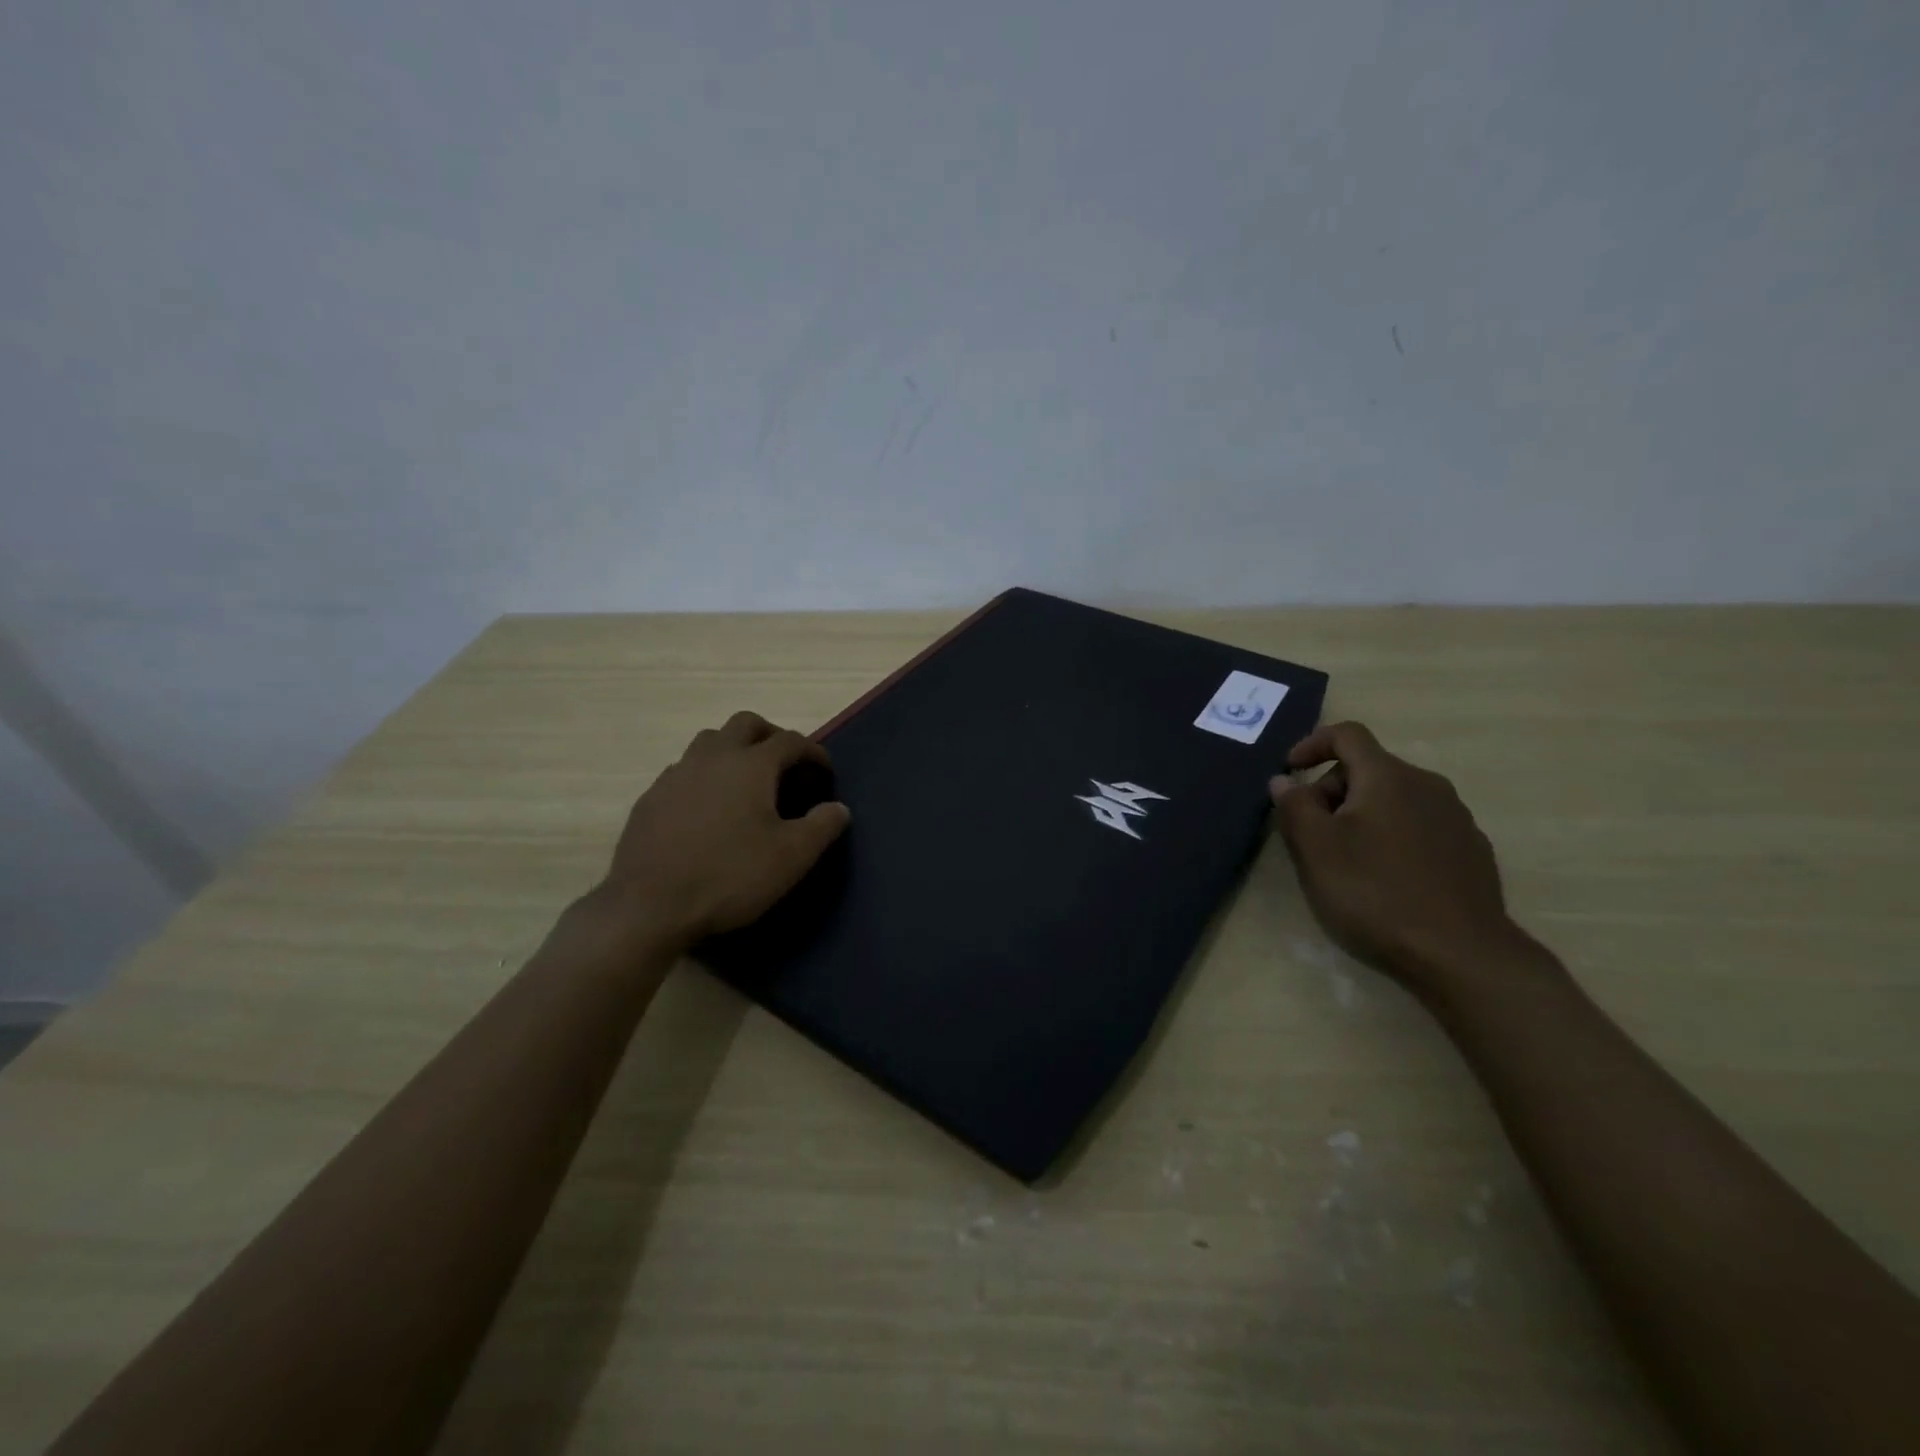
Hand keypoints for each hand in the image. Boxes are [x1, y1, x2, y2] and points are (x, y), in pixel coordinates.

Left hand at [596, 711, 850, 950]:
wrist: (648, 906)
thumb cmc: (729, 876)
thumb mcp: (791, 857)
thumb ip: (822, 826)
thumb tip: (838, 808)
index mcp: (751, 764)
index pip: (791, 740)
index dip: (814, 753)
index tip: (825, 775)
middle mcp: (713, 757)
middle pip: (746, 724)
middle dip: (771, 736)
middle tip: (786, 766)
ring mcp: (677, 774)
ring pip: (710, 741)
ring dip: (735, 750)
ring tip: (747, 783)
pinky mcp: (652, 797)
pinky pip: (685, 770)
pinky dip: (706, 776)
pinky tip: (709, 808)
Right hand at [1269, 721, 1533, 995]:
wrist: (1462, 955)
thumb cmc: (1374, 893)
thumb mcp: (1315, 849)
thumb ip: (1294, 806)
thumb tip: (1284, 780)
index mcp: (1388, 777)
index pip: (1347, 735)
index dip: (1311, 744)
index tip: (1289, 771)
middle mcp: (1428, 785)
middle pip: (1369, 768)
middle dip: (1331, 789)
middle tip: (1309, 831)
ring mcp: (1456, 819)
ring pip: (1395, 799)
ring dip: (1361, 815)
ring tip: (1344, 858)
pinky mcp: (1471, 852)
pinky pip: (1419, 826)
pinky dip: (1392, 836)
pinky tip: (1384, 878)